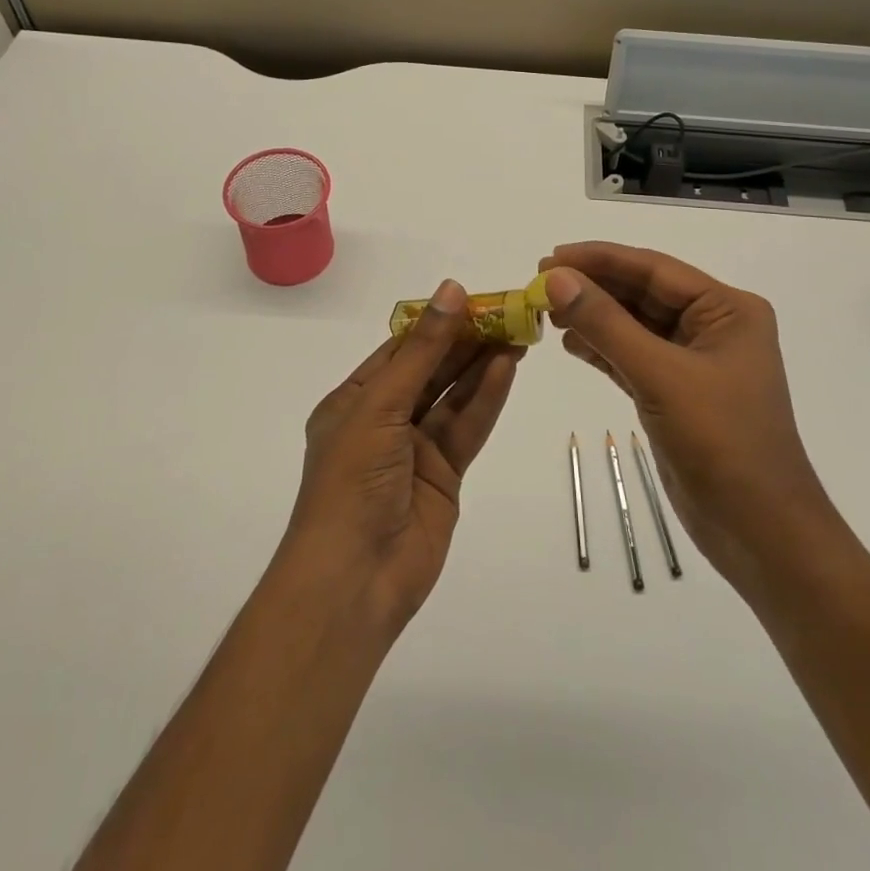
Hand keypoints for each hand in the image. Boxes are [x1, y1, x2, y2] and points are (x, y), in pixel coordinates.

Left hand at [284, 280, 519, 636]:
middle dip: (465, 342)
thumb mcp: (381, 405)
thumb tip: (451, 291)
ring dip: (481, 366)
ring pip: (453, 397)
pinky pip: (466, 428)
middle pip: (430, 370)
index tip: (472, 298)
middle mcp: (384, 420)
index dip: (435, 323)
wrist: (354, 579)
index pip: (399, 350)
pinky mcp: (444, 476)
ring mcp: (415, 449)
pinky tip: (507, 369)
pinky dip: (486, 399)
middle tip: (506, 313)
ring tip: (517, 334)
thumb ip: (422, 351)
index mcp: (353, 401)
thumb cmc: (352, 481)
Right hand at [539, 243, 837, 602]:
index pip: (653, 269)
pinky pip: (633, 355)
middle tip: (539, 283)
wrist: (761, 532)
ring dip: (593, 317)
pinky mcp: (676, 392)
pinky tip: (570, 344)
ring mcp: (695, 361)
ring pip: (634, 324)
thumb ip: (606, 324)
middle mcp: (713, 326)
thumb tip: (555, 279)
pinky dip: (602, 348)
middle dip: (593, 287)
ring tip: (547, 313)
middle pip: (642, 293)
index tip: (549, 257)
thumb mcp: (660, 376)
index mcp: (727, 309)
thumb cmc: (722, 442)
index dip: (599, 259)